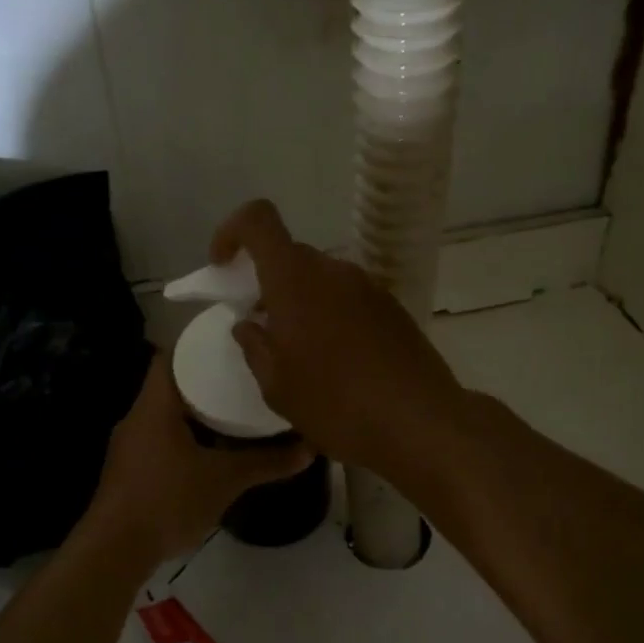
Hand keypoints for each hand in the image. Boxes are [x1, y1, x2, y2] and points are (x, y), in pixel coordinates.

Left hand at [83, 353, 311, 567]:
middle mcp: (137, 418)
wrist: (115, 552)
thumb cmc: (168, 500)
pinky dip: (186, 436)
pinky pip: (161, 438)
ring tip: (234, 408)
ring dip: (196, 411)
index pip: (171, 356)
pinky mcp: (130, 470)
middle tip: (243, 376)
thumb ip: (267, 462)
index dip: (198, 346)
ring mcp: (130, 445)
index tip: (231, 345)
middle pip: (171, 384)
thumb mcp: (225, 480)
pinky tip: (212, 448)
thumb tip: (310, 449)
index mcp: (154, 406)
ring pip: (166, 414)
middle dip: (205, 380)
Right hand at [211, 201, 464, 477]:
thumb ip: (255, 347)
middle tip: (262, 326)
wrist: (419, 422)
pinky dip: (331, 315)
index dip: (232, 232)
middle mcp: (333, 271)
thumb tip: (248, 325)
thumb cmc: (336, 404)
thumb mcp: (277, 386)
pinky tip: (337, 361)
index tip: (224, 267)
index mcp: (295, 280)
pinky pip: (348, 298)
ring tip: (301, 352)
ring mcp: (368, 287)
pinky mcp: (392, 308)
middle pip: (291, 255)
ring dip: (301, 302)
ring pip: (321, 279)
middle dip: (268, 282)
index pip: (258, 220)